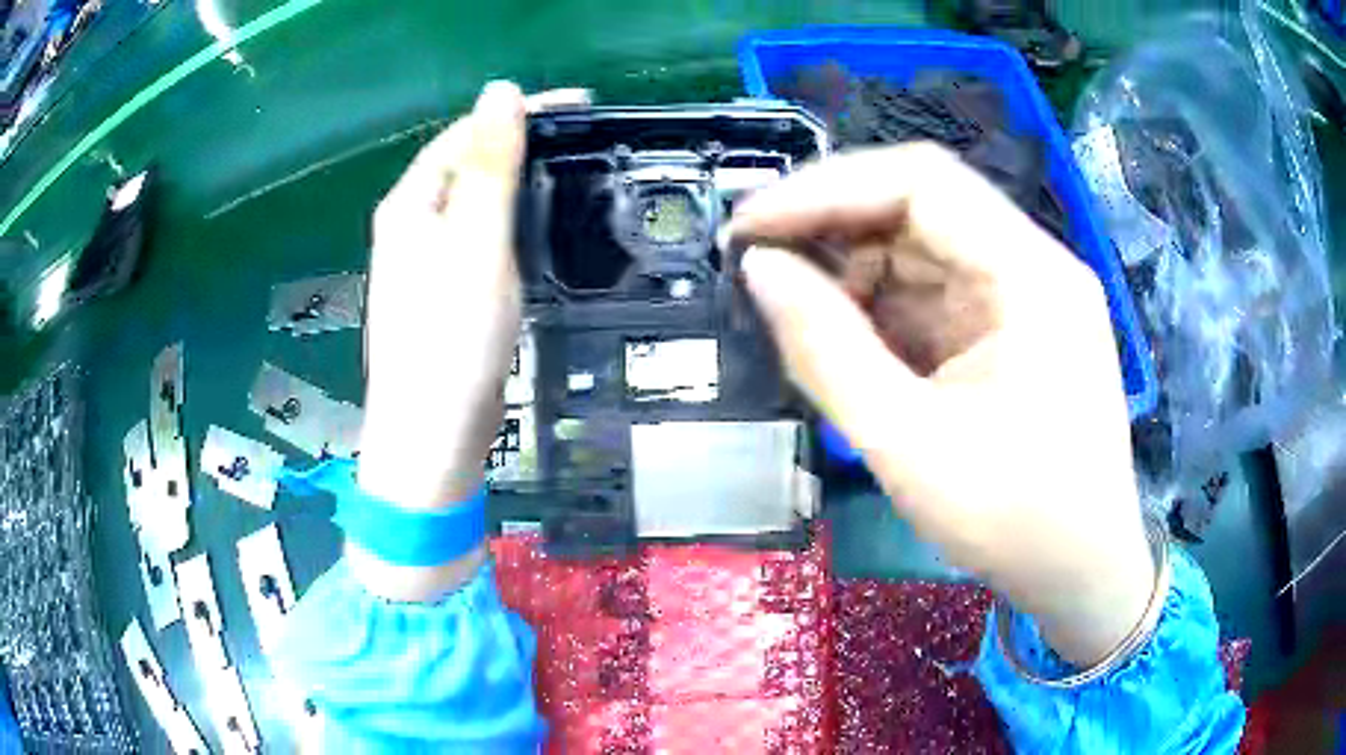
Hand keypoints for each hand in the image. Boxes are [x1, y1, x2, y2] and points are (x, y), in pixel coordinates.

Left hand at [354, 82, 584, 599]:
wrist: (432, 436)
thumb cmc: (450, 340)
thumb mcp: (474, 244)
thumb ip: (488, 168)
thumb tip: (500, 91)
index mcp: (411, 204)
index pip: (465, 134)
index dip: (519, 112)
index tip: (582, 106)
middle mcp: (412, 224)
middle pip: (468, 164)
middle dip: (522, 142)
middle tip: (586, 139)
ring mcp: (427, 260)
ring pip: (476, 201)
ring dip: (519, 178)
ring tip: (574, 170)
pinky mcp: (446, 292)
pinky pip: (481, 236)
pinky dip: (513, 220)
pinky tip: (543, 224)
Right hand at [727, 143, 1153, 665]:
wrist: (1080, 574)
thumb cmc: (1012, 522)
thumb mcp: (907, 443)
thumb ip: (825, 347)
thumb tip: (758, 268)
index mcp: (1032, 275)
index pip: (921, 182)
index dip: (825, 189)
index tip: (750, 226)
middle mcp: (1035, 265)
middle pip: (923, 206)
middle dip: (834, 227)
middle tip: (758, 264)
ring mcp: (1027, 295)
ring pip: (924, 247)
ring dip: (855, 270)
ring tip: (795, 310)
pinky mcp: (1014, 328)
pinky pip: (937, 291)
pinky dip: (882, 306)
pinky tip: (845, 335)